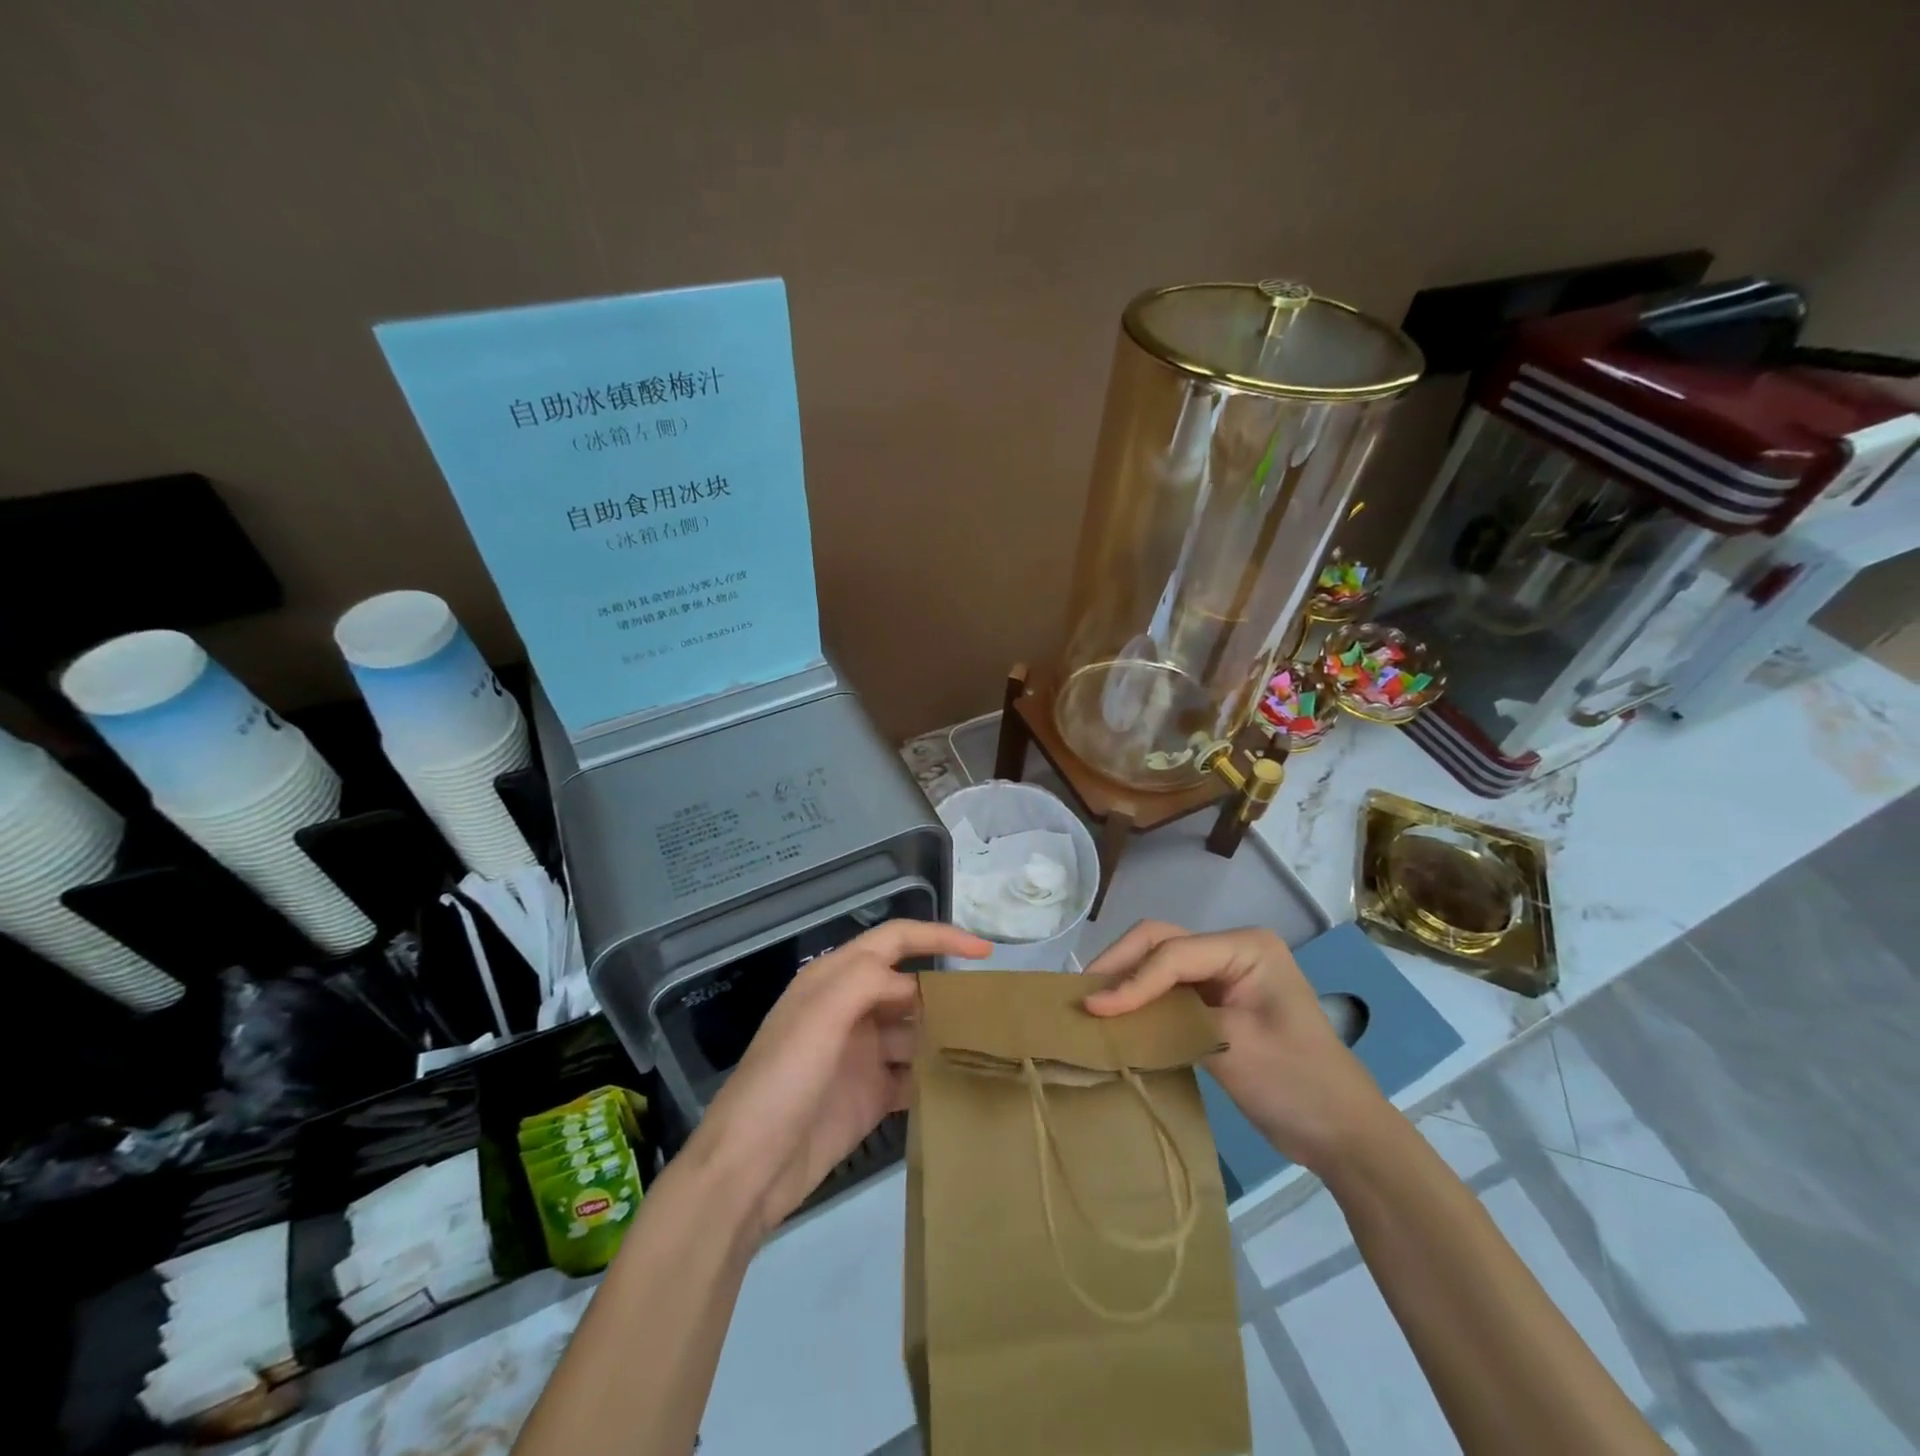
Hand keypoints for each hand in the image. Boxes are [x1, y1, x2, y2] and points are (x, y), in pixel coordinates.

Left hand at [688, 920, 989, 1238]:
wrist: (748, 1171)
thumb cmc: (783, 1080)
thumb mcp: (820, 1015)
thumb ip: (868, 980)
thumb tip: (915, 986)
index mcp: (834, 980)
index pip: (895, 941)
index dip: (939, 936)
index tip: (985, 953)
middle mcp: (850, 1010)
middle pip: (909, 986)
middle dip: (946, 991)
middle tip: (992, 1008)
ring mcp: (861, 1054)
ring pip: (915, 1031)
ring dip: (945, 1034)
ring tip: (990, 1044)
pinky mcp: (870, 1096)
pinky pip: (912, 1074)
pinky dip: (936, 1074)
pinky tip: (965, 1081)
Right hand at [1083, 922, 1391, 1175]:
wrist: (1344, 1136)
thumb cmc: (1297, 1084)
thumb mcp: (1232, 1046)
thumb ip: (1170, 1019)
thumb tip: (1105, 1012)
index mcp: (1246, 946)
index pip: (1173, 954)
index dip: (1131, 980)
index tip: (1093, 1010)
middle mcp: (1232, 949)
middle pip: (1161, 943)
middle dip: (1120, 966)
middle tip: (1081, 995)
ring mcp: (1224, 975)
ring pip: (1160, 963)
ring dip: (1126, 980)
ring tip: (1091, 1003)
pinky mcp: (1217, 1002)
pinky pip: (1169, 990)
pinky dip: (1142, 1000)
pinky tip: (1118, 1018)